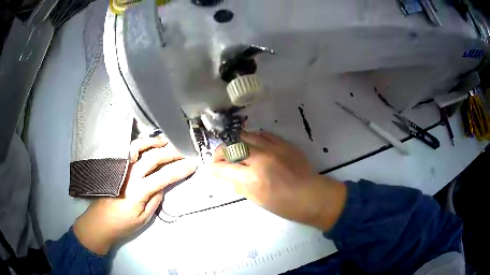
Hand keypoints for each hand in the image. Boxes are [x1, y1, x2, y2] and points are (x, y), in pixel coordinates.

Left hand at [73, 136, 197, 254]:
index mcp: (139, 191)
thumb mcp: (143, 218)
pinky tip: (147, 144)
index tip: (192, 164)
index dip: (180, 169)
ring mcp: (121, 168)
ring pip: (140, 148)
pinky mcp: (115, 167)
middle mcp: (130, 175)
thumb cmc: (122, 223)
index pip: (164, 176)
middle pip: (154, 158)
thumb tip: (162, 185)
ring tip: (167, 141)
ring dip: (155, 143)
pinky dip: (139, 144)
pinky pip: (128, 151)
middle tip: (184, 151)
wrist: (100, 221)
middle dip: (172, 153)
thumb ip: (155, 199)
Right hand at [210, 131, 346, 230]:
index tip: (209, 168)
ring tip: (235, 150)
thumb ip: (237, 185)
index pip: (223, 168)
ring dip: (235, 142)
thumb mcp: (257, 200)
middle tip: (220, 158)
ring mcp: (273, 148)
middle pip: (231, 146)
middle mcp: (260, 158)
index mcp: (252, 178)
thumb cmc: (284, 205)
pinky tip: (252, 146)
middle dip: (220, 152)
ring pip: (246, 135)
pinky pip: (263, 134)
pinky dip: (253, 139)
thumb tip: (223, 176)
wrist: (311, 196)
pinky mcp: (284, 143)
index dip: (212, 168)